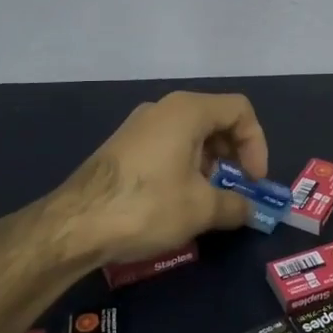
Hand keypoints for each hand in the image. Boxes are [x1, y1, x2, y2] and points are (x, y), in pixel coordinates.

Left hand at [60, 91, 271, 264]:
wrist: (76, 223)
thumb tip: (251, 210)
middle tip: (237, 190)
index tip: (254, 181)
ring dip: (210, 164)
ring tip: (209, 201)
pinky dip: (185, 167)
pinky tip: (179, 201)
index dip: (256, 144)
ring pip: (190, 135)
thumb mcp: (201, 209)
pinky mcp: (123, 147)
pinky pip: (167, 146)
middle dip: (234, 155)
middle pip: (215, 120)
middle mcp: (163, 108)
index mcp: (187, 110)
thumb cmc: (148, 205)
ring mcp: (139, 126)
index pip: (240, 110)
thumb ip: (236, 205)